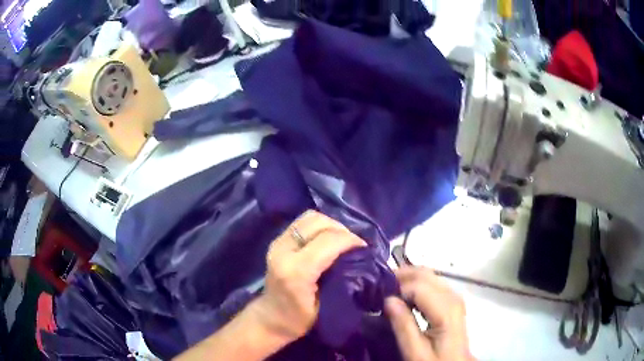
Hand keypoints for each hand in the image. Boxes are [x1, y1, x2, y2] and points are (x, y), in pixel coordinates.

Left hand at [251, 210, 366, 344]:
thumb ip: (341, 278)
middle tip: (354, 244)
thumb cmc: (299, 319)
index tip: (364, 248)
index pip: (328, 241)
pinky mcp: (277, 240)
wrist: (270, 318)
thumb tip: (359, 257)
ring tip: (342, 240)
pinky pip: (303, 222)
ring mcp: (278, 242)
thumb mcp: (326, 305)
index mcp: (296, 271)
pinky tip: (328, 239)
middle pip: (318, 222)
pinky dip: (320, 226)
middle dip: (342, 229)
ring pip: (310, 217)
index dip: (351, 240)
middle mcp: (283, 250)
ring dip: (331, 225)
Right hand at [385, 267, 473, 360]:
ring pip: (430, 277)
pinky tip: (406, 297)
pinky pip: (433, 285)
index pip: (419, 286)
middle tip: (380, 287)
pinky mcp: (452, 303)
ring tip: (389, 291)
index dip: (398, 288)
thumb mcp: (416, 352)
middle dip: (403, 276)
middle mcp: (453, 298)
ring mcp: (455, 299)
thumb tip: (388, 299)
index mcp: (446, 310)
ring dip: (409, 280)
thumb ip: (403, 326)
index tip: (379, 299)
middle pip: (427, 275)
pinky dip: (417, 285)